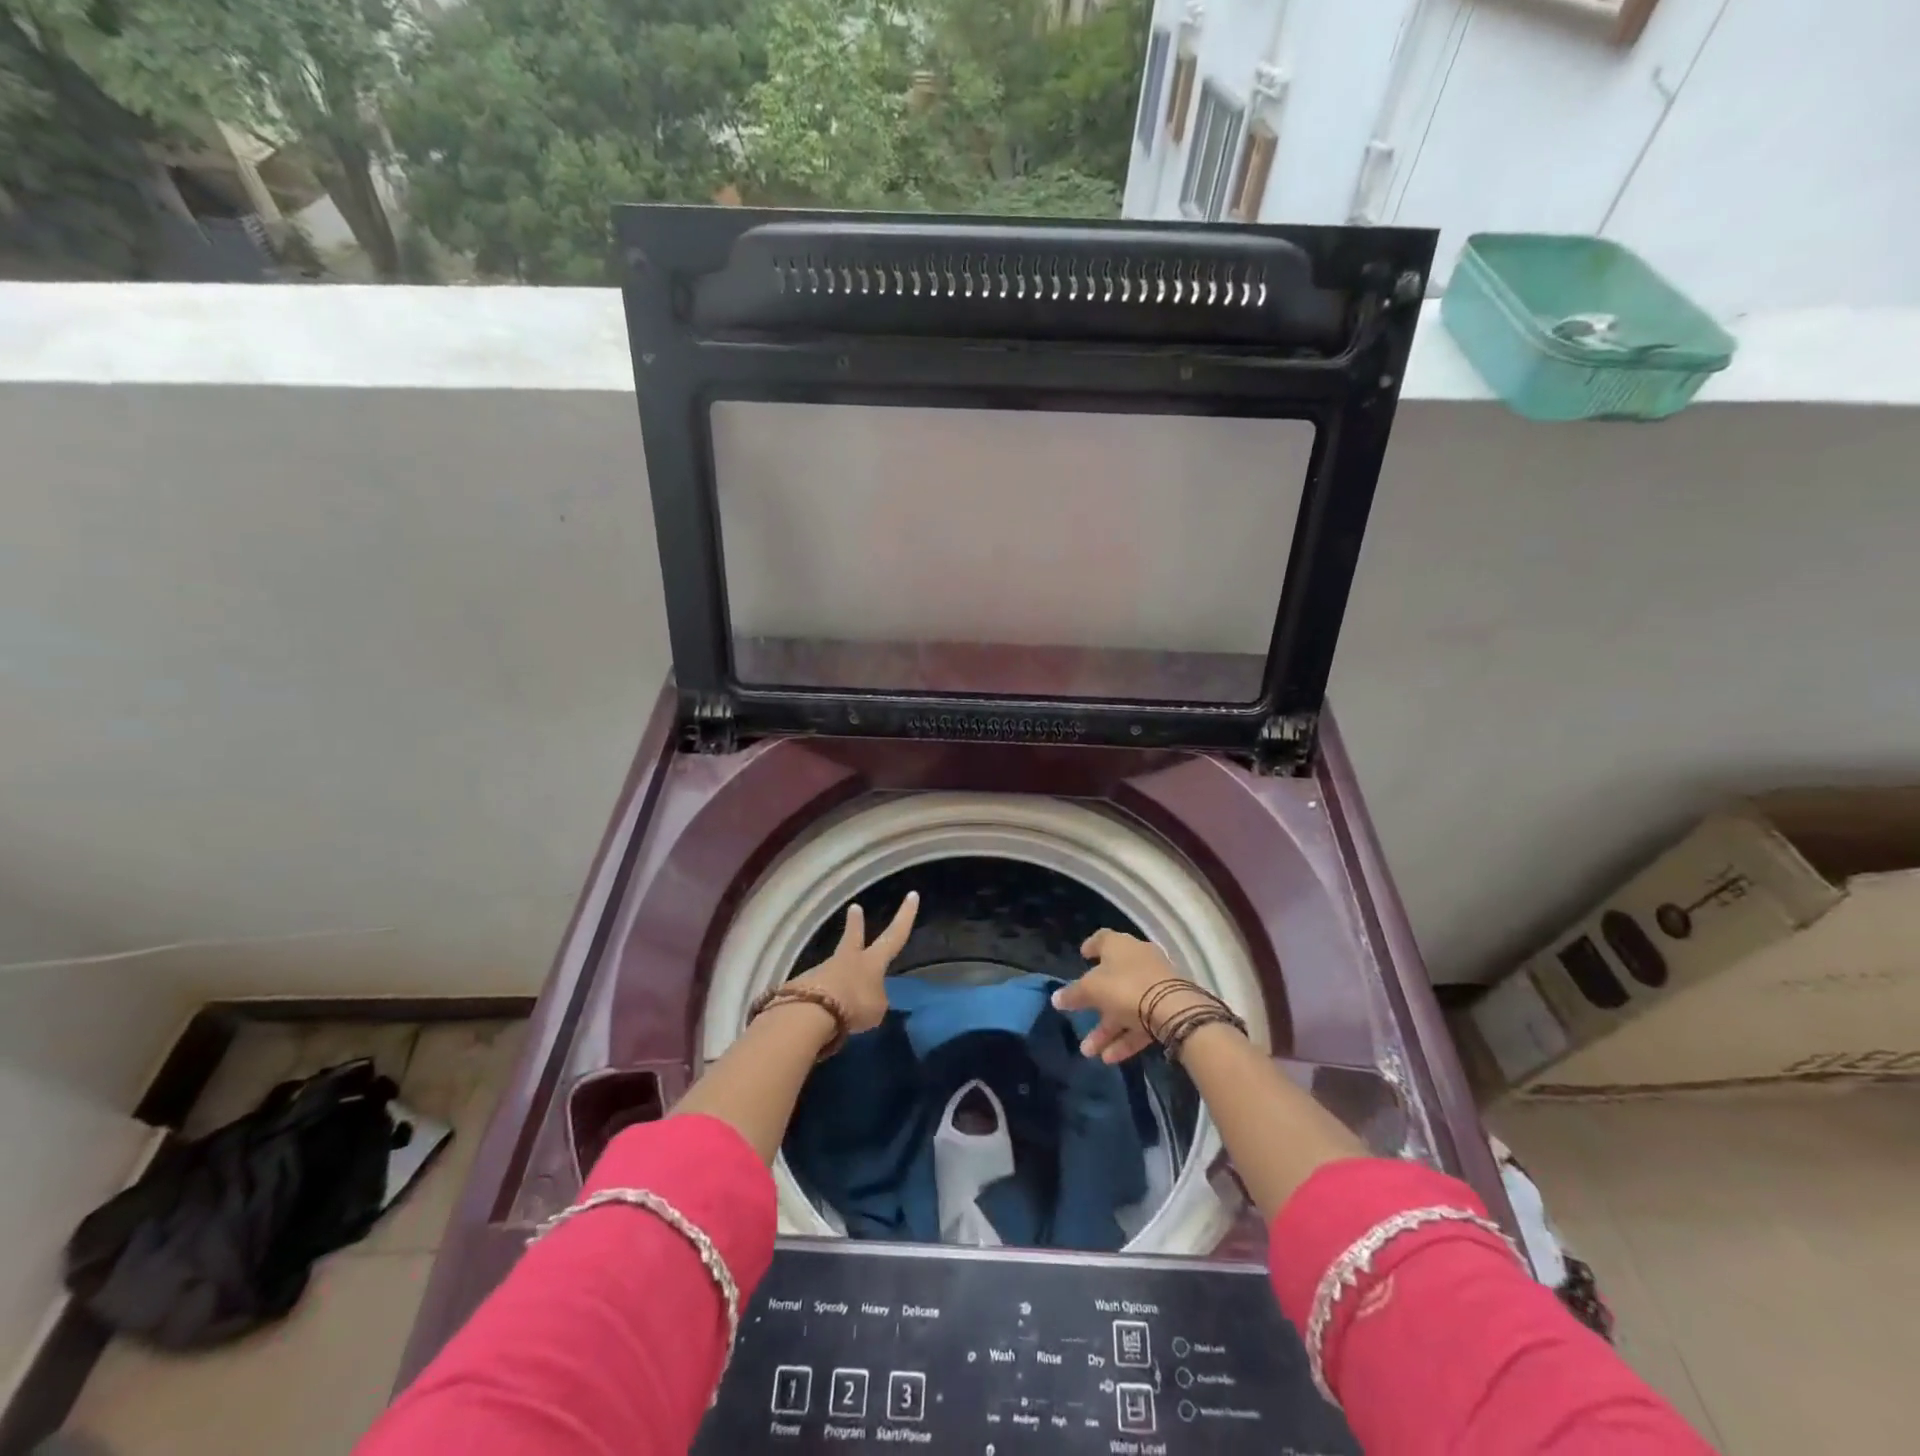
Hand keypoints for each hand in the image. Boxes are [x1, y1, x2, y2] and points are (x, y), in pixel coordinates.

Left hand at [789, 892, 919, 1032]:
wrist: (811, 1014)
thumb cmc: (854, 1006)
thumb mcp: (876, 1009)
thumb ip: (875, 999)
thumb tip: (868, 995)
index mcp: (871, 961)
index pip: (894, 935)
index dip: (905, 916)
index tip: (912, 894)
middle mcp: (847, 959)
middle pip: (852, 937)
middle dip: (856, 923)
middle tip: (854, 907)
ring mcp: (822, 970)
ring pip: (834, 969)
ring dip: (837, 978)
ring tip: (839, 1000)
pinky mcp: (803, 986)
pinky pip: (818, 991)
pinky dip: (822, 999)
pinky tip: (821, 1015)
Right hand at [1051, 928, 1212, 1063]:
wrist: (1174, 1010)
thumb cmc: (1126, 987)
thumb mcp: (1092, 990)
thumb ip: (1073, 994)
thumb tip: (1056, 998)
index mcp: (1120, 946)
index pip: (1102, 939)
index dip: (1090, 946)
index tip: (1082, 955)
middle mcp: (1138, 961)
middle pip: (1112, 979)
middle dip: (1093, 1004)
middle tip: (1078, 1018)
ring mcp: (1155, 985)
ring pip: (1125, 1006)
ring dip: (1106, 1029)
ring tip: (1088, 1051)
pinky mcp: (1167, 1008)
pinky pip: (1140, 1022)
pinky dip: (1125, 1038)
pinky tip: (1109, 1058)